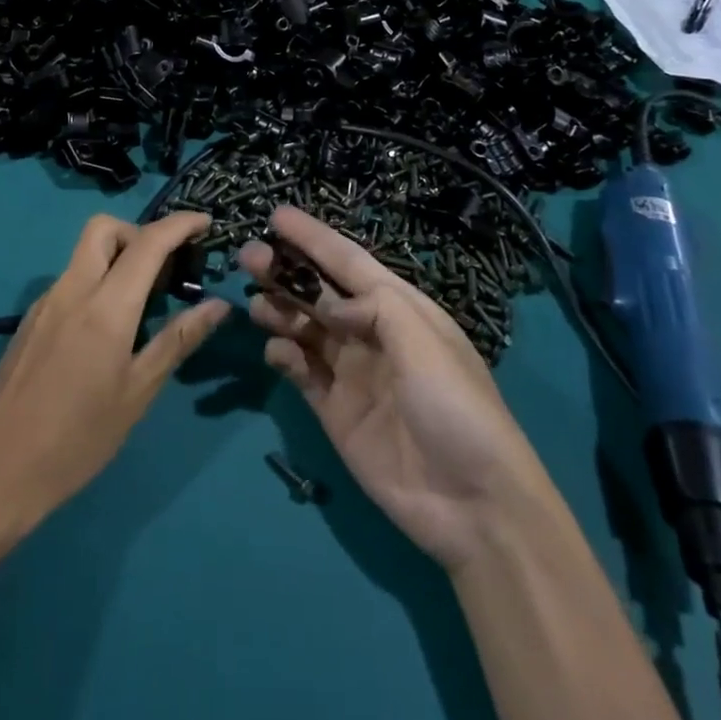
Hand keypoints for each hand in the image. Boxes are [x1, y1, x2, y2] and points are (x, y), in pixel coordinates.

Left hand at [0, 212, 230, 529]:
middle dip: (139, 232)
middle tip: (164, 267)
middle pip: (104, 228)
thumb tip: (218, 305)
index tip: (206, 222)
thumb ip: (178, 340)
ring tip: (143, 303)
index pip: (148, 242)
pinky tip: (107, 330)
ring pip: (85, 254)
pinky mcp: (30, 321)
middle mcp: (72, 290)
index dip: (180, 224)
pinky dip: (97, 283)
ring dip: (118, 258)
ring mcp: (45, 303)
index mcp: (105, 306)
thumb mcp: (137, 393)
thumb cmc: (76, 439)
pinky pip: (71, 281)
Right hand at [241, 206, 557, 569]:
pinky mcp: (335, 411)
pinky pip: (301, 372)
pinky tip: (276, 352)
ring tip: (255, 304)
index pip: (348, 262)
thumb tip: (327, 303)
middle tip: (248, 257)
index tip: (276, 216)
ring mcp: (351, 372)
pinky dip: (284, 356)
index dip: (313, 238)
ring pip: (305, 328)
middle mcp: (371, 333)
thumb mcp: (424, 340)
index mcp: (399, 308)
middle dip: (286, 272)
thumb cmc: (454, 406)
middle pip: (319, 293)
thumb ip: (372, 307)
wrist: (472, 503)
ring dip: (280, 310)